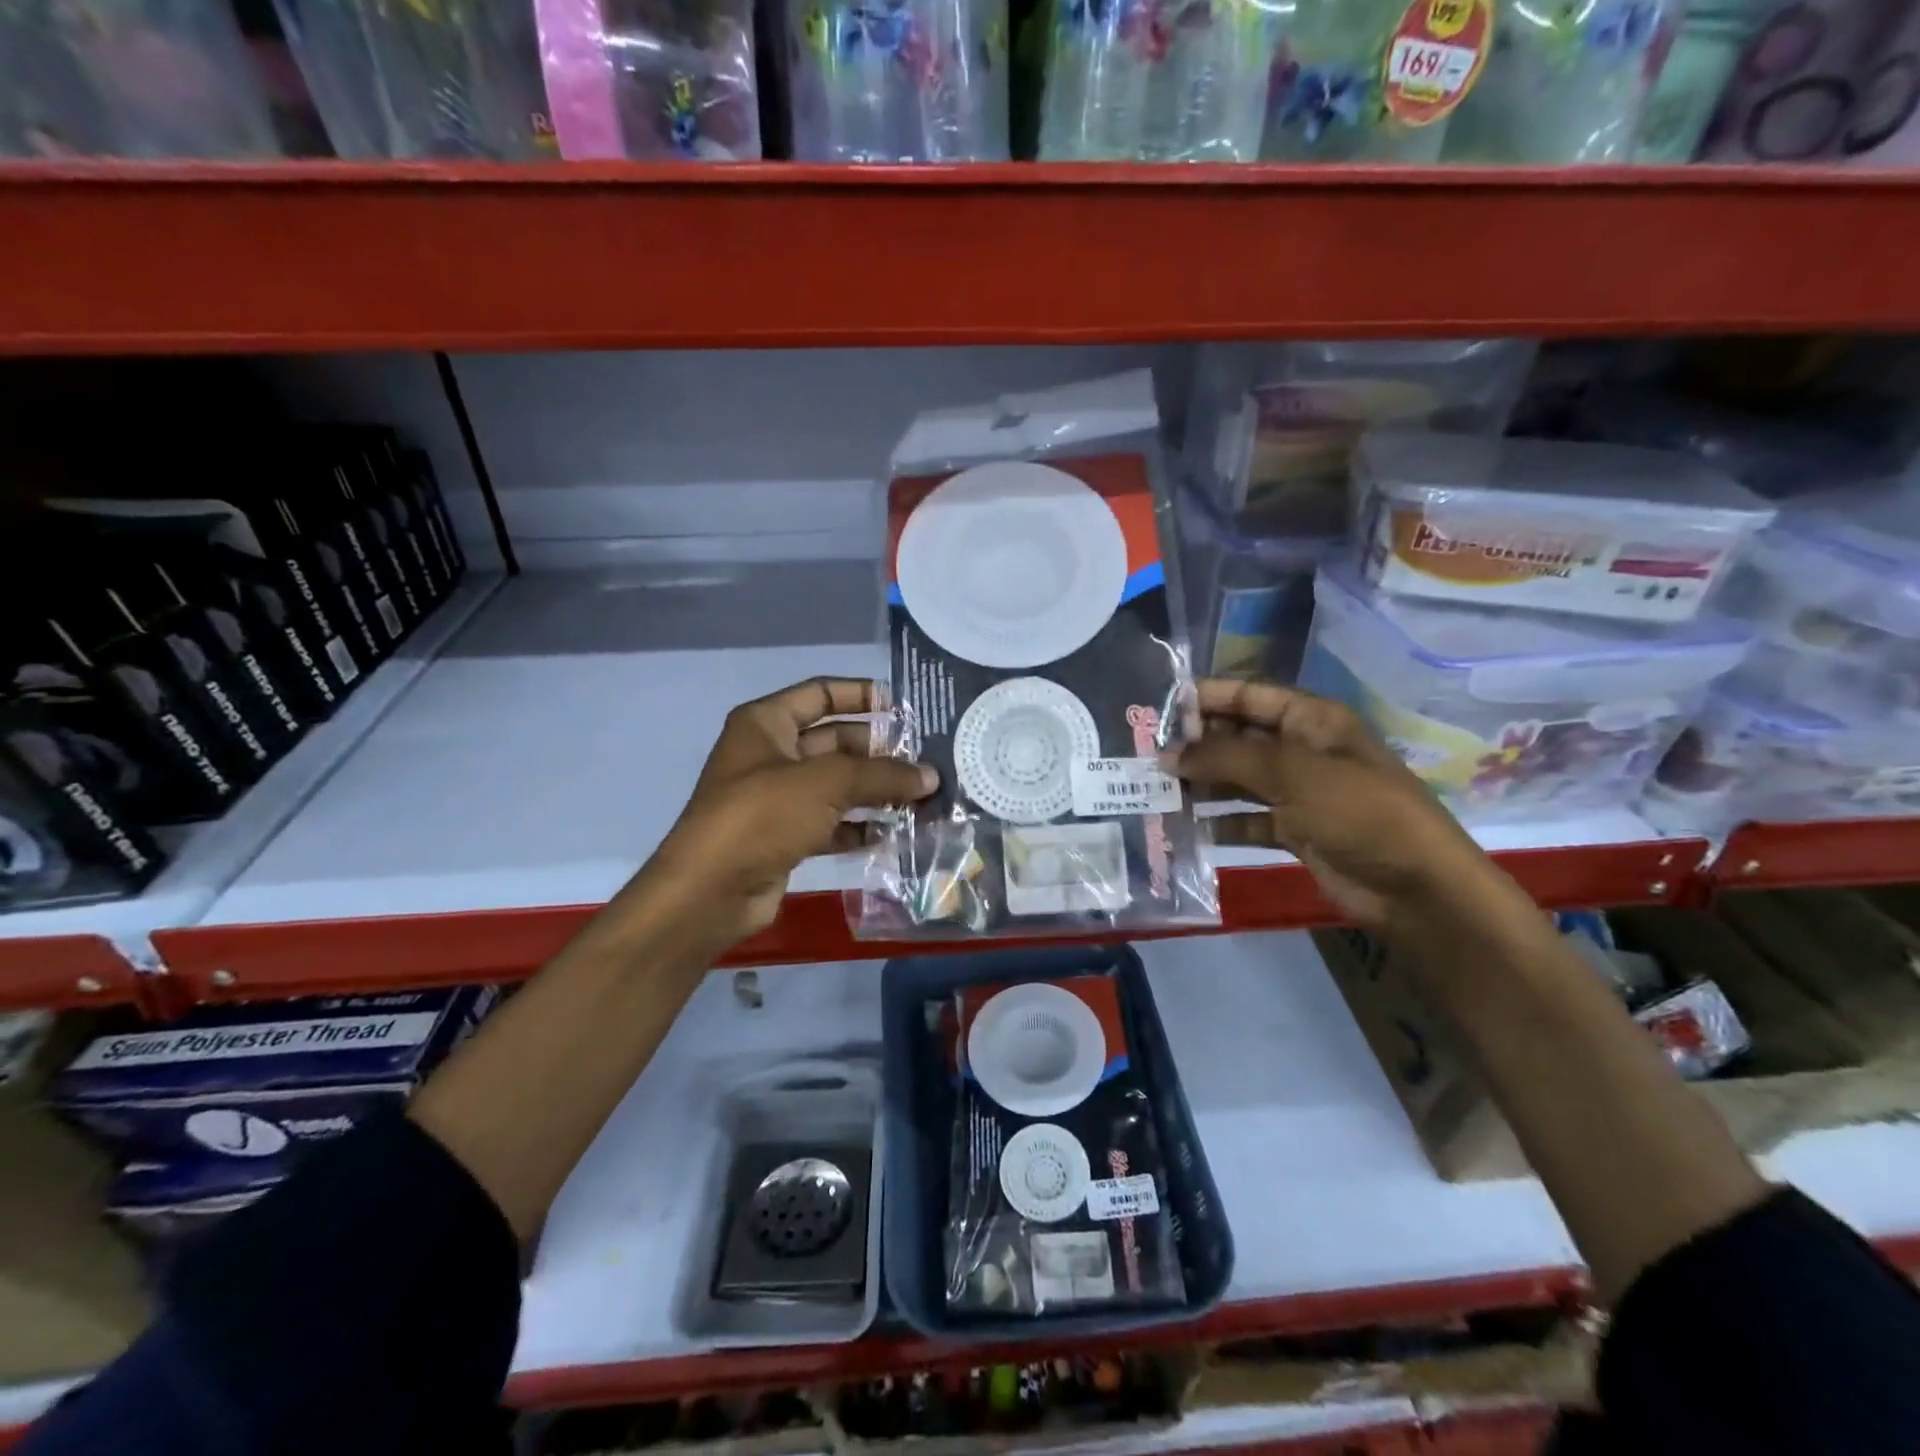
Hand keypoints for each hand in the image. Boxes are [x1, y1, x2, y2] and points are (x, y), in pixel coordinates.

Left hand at [635, 677, 937, 950]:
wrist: (711, 891)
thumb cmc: (764, 815)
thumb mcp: (828, 782)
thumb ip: (882, 774)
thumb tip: (931, 776)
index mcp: (766, 723)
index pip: (820, 694)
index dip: (861, 695)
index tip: (903, 709)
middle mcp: (770, 755)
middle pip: (835, 742)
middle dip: (878, 751)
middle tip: (925, 761)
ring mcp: (777, 799)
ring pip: (837, 786)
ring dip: (875, 791)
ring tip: (921, 798)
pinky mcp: (785, 837)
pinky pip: (831, 823)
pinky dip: (859, 827)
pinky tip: (893, 833)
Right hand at [1165, 678, 1494, 928]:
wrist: (1416, 888)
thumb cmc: (1358, 812)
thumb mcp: (1292, 772)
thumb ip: (1226, 757)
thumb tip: (1168, 755)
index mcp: (1311, 720)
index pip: (1249, 695)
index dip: (1205, 698)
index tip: (1157, 709)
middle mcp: (1301, 750)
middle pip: (1238, 736)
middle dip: (1196, 745)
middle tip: (1146, 756)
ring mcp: (1298, 792)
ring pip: (1237, 779)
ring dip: (1201, 784)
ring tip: (1156, 791)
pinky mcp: (1294, 831)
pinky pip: (1246, 819)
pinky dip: (1218, 823)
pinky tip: (1186, 828)